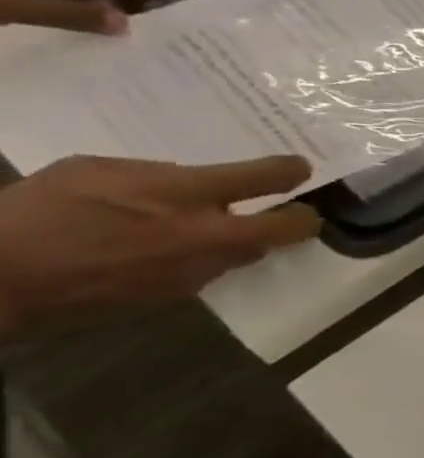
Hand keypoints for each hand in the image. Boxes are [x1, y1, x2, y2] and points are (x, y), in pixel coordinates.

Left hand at [0, 154, 320, 337]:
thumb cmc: (83, 295)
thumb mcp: (166, 289)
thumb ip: (212, 262)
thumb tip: (242, 245)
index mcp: (210, 237)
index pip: (287, 221)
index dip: (302, 220)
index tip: (306, 218)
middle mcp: (187, 199)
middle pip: (261, 172)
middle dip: (284, 172)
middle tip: (294, 171)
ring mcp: (139, 173)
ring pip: (190, 177)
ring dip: (187, 192)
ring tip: (151, 212)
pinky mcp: (95, 162)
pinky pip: (136, 174)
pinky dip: (134, 189)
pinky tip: (105, 208)